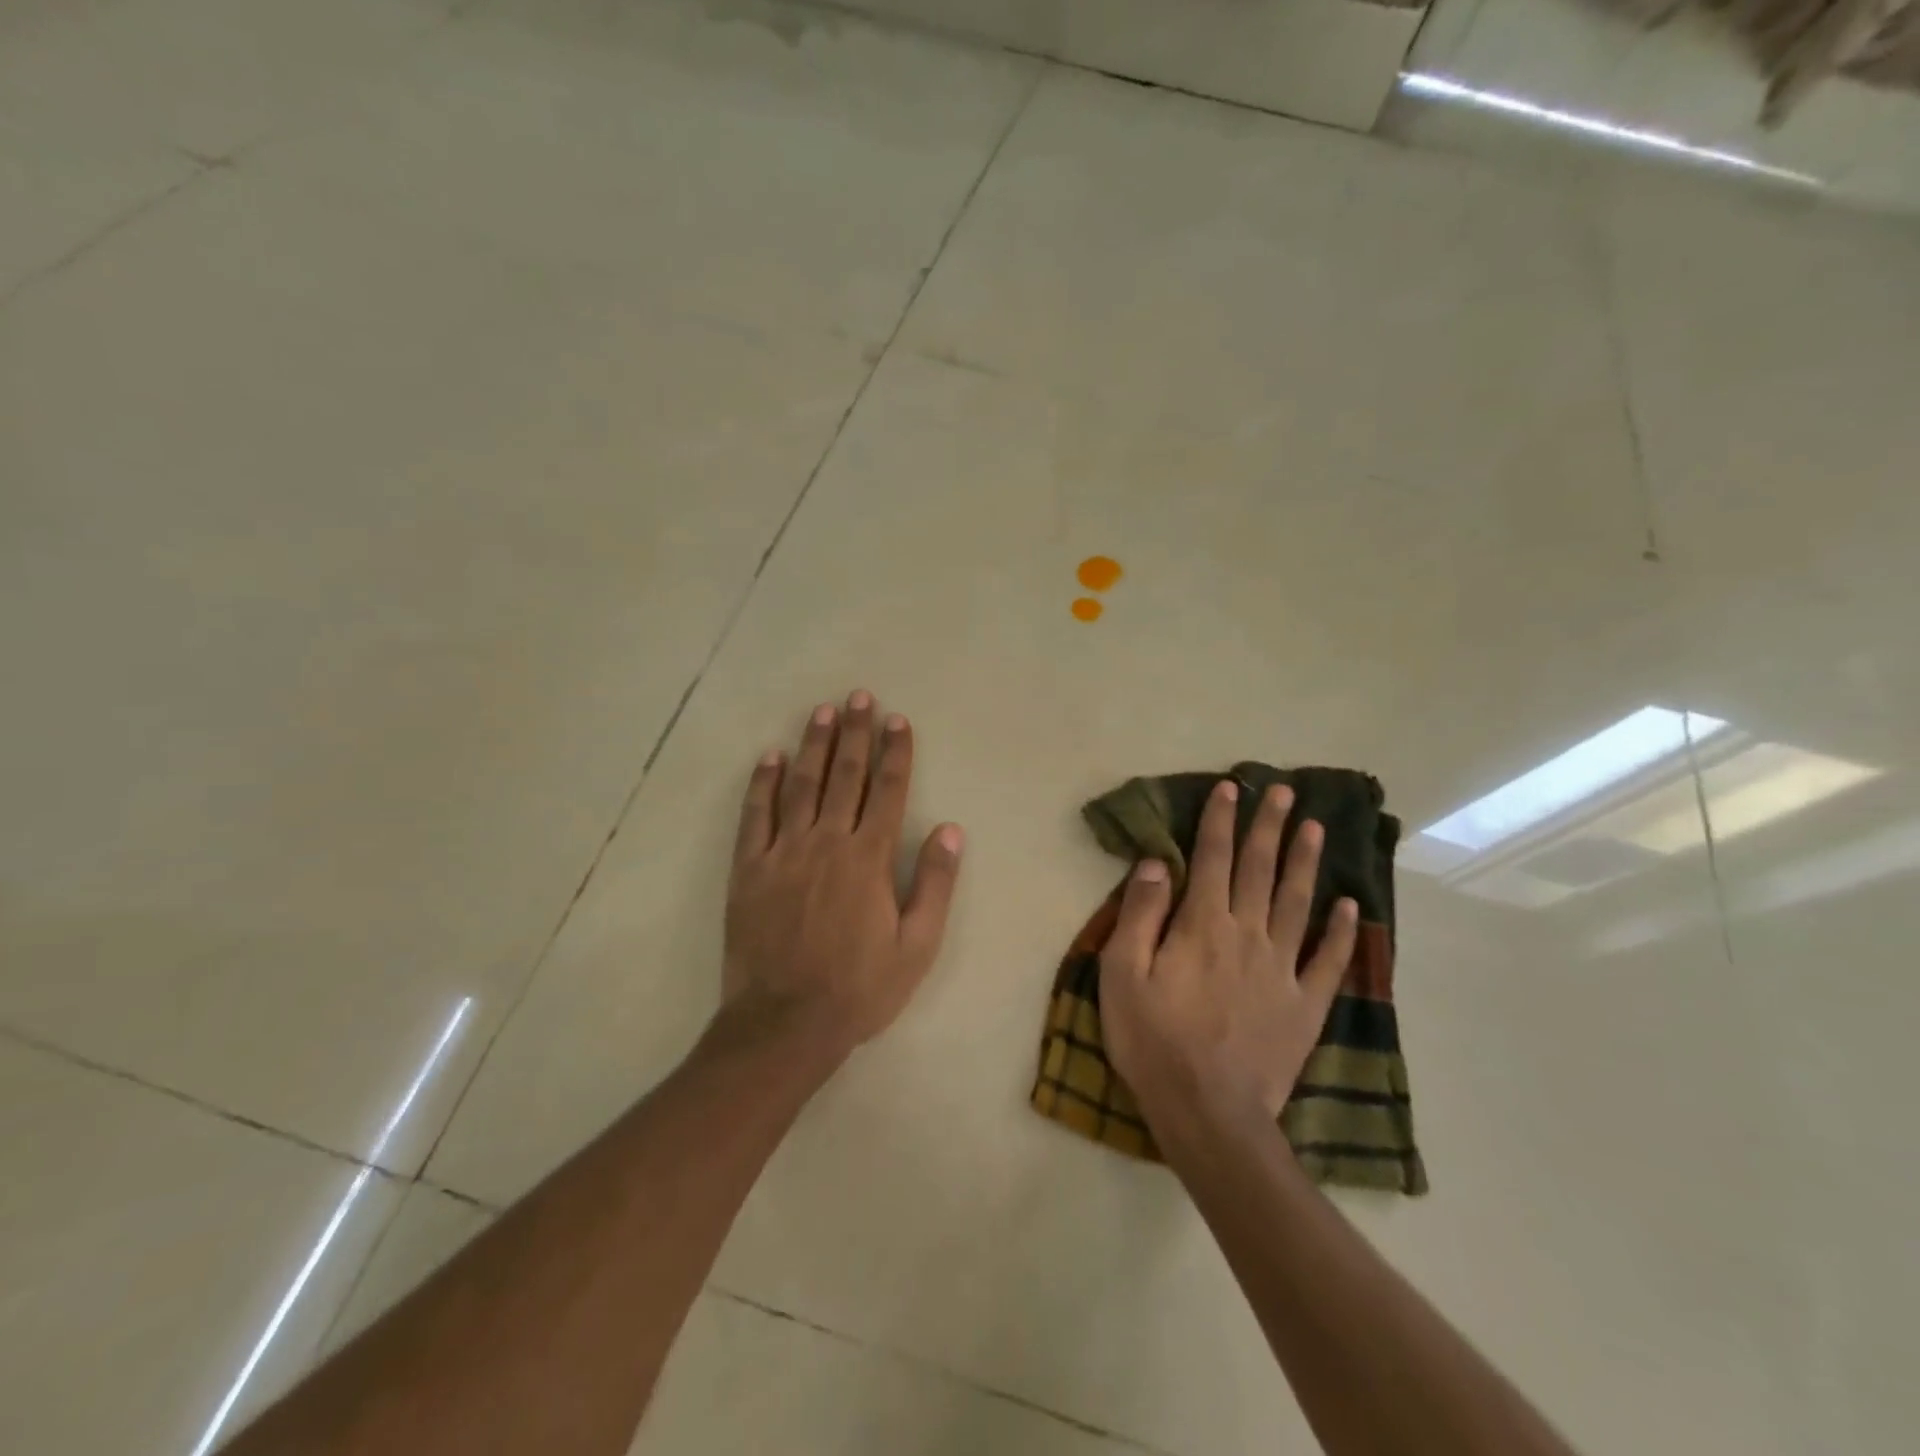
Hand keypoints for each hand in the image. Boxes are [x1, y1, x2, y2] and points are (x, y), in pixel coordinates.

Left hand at [721, 690, 964, 1068]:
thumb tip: (951, 829)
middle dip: (855, 733)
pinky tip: (770, 757)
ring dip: (814, 745)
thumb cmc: (860, 988)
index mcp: (869, 858)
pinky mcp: (749, 869)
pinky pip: (755, 815)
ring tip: (822, 712)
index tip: (898, 720)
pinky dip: (762, 783)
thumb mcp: (917, 945)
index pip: (888, 790)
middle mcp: (827, 841)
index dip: (895, 752)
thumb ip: (935, 883)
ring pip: (801, 785)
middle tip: (859, 697)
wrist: (784, 1023)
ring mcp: (784, 851)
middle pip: (845, 775)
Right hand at [1098, 778, 1358, 1132]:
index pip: (1212, 859)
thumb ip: (1140, 915)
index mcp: (1202, 926)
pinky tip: (1350, 906)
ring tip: (1316, 828)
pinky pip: (1328, 960)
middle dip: (1269, 827)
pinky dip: (1342, 931)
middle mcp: (1247, 935)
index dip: (1221, 821)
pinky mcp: (1305, 1005)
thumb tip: (1157, 864)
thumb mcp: (1122, 976)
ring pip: (1297, 903)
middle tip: (1284, 791)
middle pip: (1260, 870)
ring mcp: (1282, 970)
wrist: (1209, 1114)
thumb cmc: (1154, 1042)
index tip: (1231, 788)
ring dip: (1305, 862)